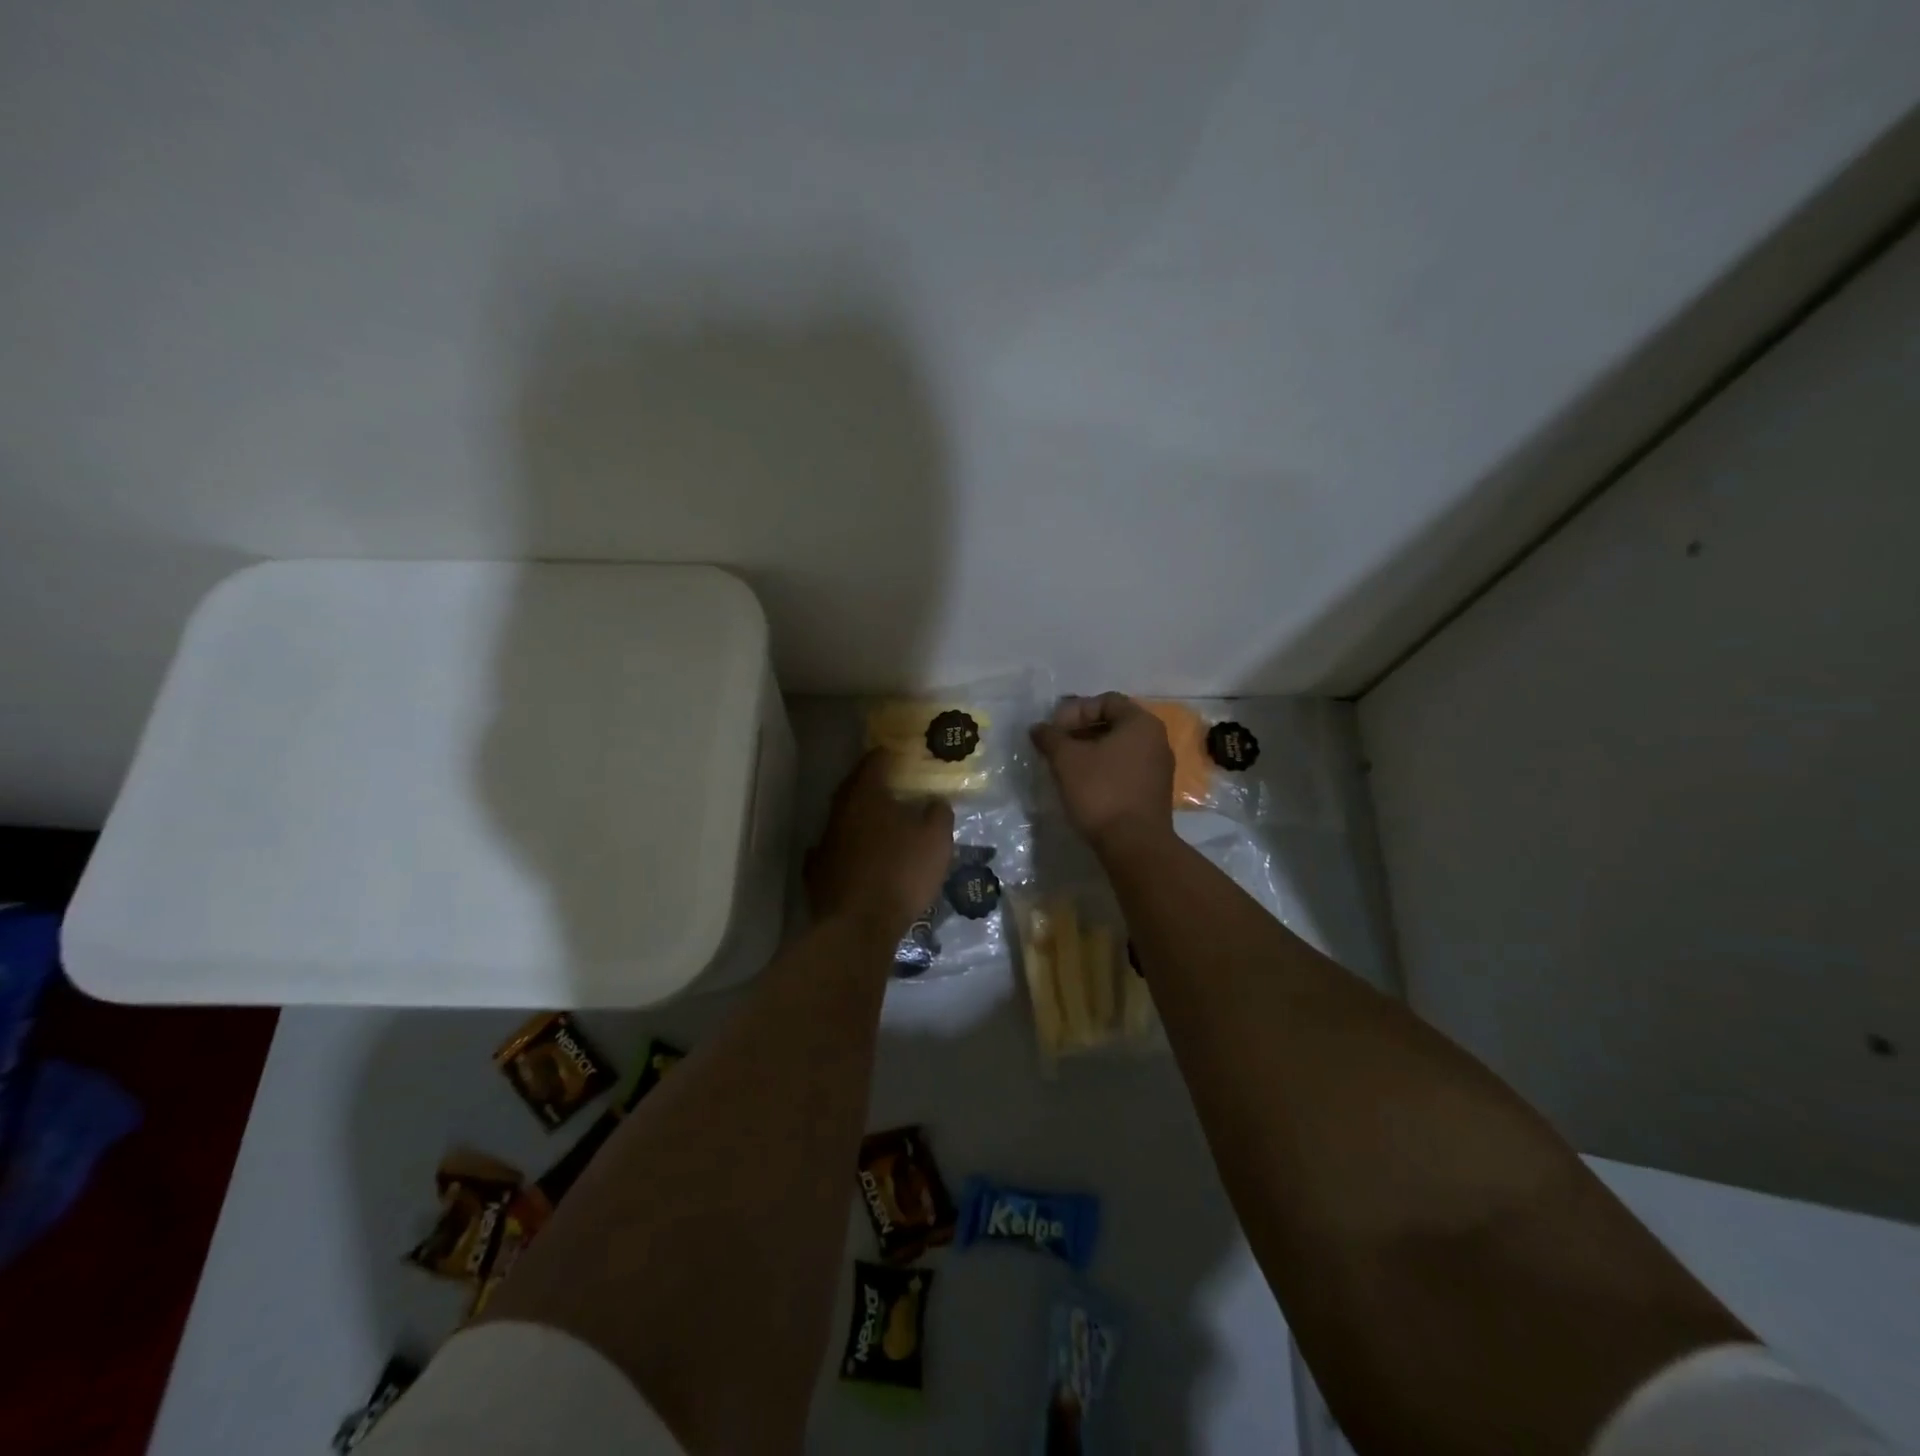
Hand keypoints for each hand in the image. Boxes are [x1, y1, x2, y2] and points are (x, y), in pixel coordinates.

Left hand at [805, 750, 954, 933]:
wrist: (858, 926)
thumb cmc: (901, 873)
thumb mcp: (936, 840)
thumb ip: (938, 814)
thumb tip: (935, 801)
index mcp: (867, 796)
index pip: (874, 762)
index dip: (887, 755)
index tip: (897, 753)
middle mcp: (840, 812)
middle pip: (853, 788)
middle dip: (869, 783)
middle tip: (888, 783)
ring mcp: (824, 842)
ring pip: (842, 819)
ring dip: (857, 817)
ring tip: (876, 821)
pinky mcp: (817, 872)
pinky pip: (833, 850)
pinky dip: (845, 848)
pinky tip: (854, 856)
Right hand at [1029, 693, 1174, 853]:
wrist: (1134, 845)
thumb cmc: (1101, 792)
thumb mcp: (1067, 760)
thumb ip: (1050, 738)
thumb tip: (1038, 728)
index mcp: (1141, 723)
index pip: (1105, 701)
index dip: (1075, 710)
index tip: (1054, 730)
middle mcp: (1156, 739)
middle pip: (1113, 723)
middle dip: (1080, 730)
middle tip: (1056, 745)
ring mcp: (1159, 767)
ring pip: (1119, 747)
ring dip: (1090, 750)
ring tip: (1065, 765)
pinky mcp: (1154, 791)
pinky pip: (1126, 767)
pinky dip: (1103, 768)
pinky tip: (1083, 784)